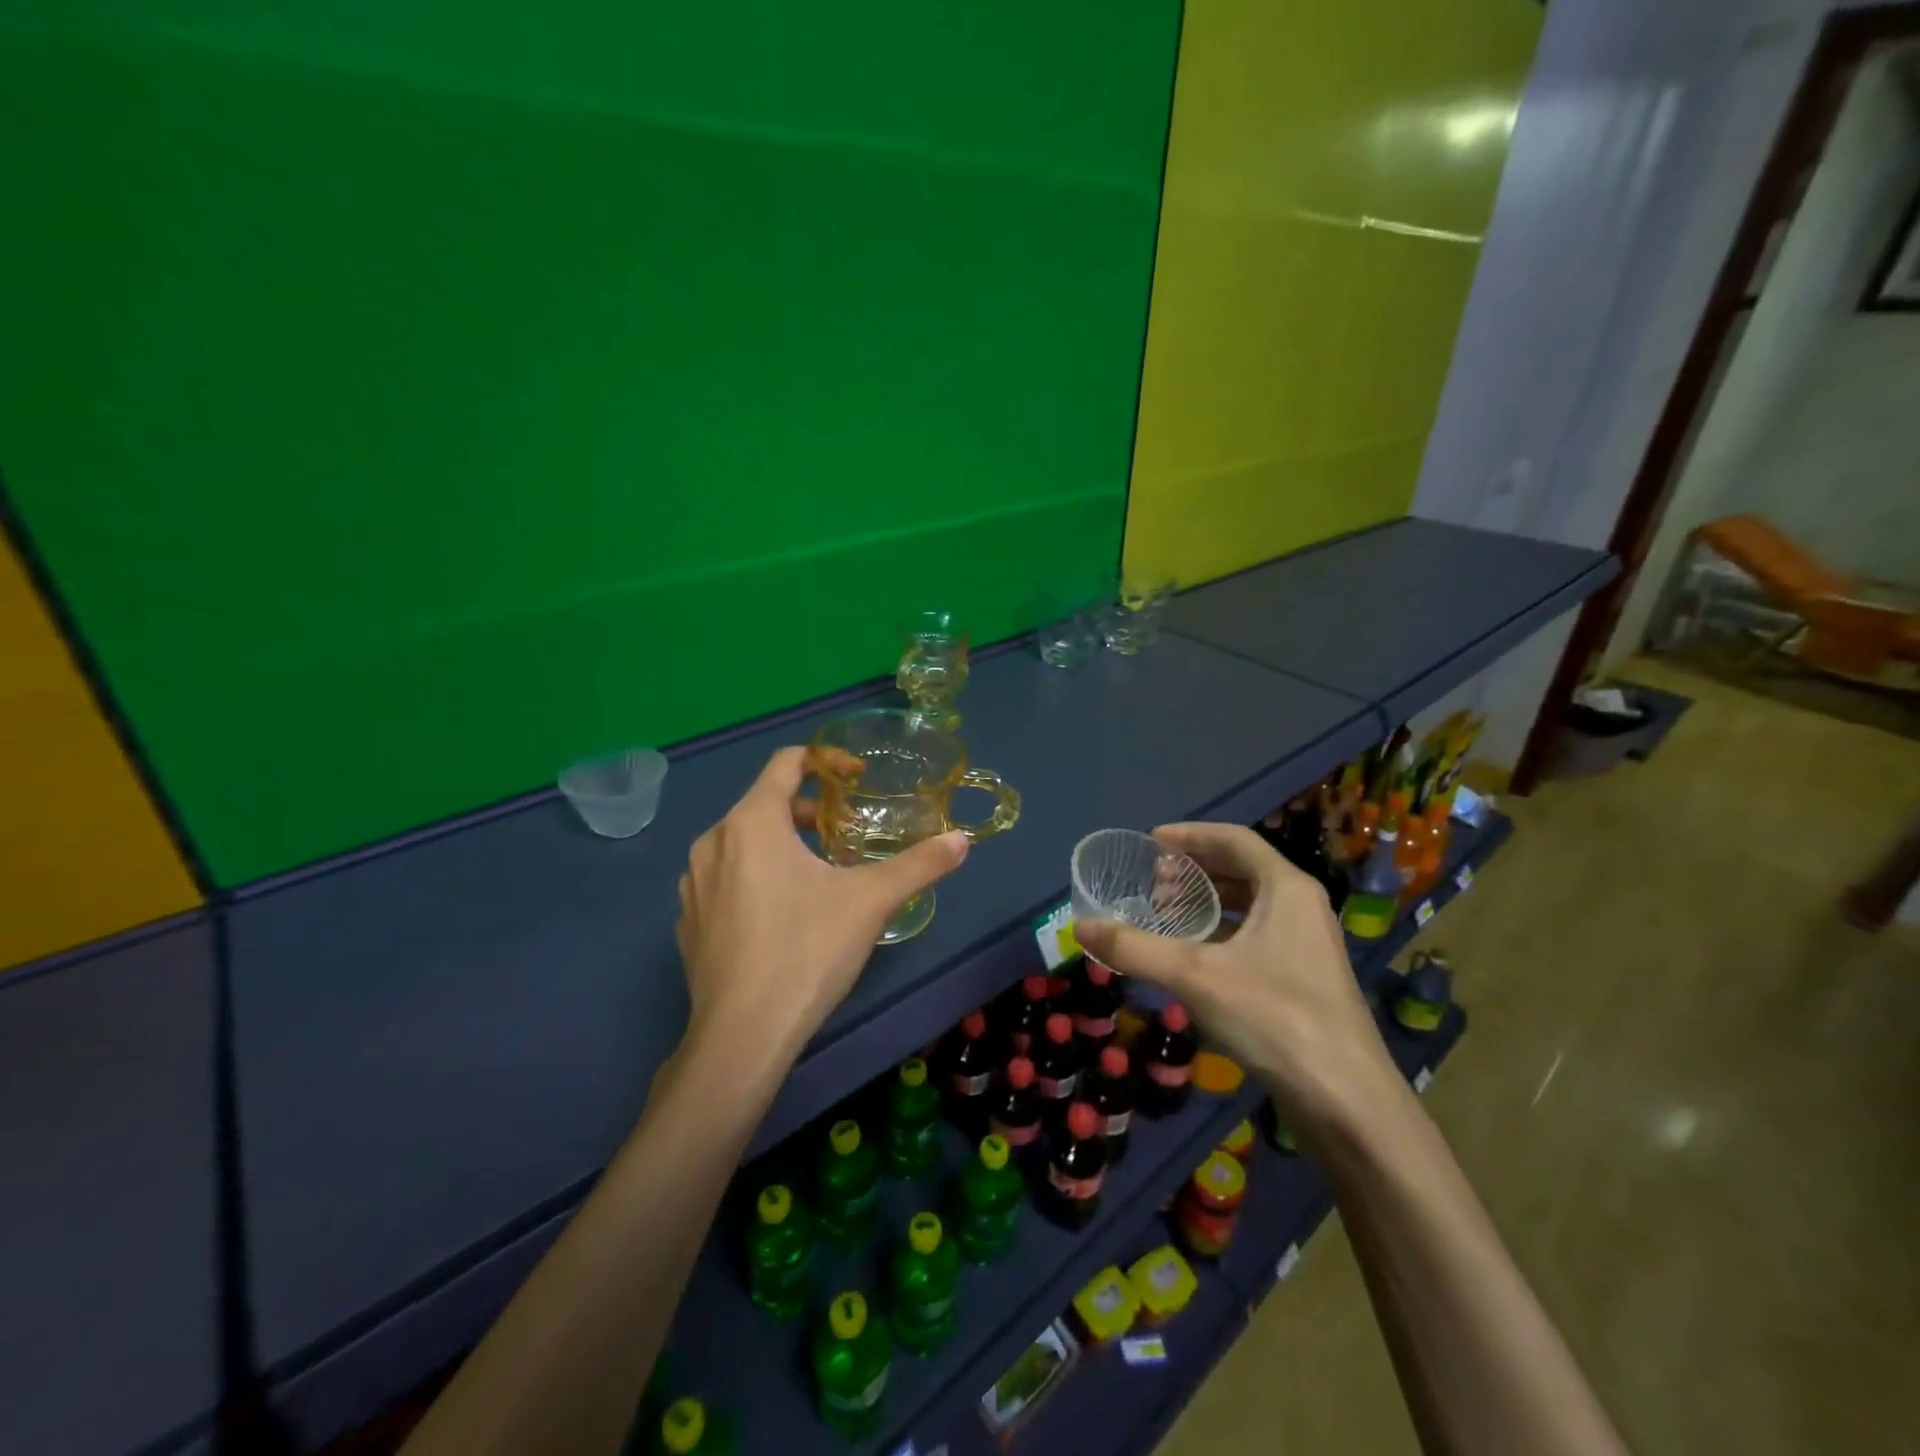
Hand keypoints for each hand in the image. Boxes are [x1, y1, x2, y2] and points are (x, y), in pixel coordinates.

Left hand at [675, 747, 967, 1059]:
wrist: (742, 1036)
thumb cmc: (807, 951)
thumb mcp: (872, 901)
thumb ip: (919, 864)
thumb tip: (961, 840)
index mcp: (751, 823)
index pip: (785, 762)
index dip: (825, 759)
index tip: (856, 777)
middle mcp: (713, 842)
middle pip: (764, 803)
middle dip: (808, 810)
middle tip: (844, 834)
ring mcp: (693, 885)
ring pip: (743, 843)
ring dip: (782, 844)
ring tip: (818, 875)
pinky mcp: (688, 923)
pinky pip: (725, 880)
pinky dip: (755, 878)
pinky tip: (782, 917)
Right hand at [1074, 823, 1401, 1148]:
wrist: (1346, 1100)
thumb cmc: (1274, 1017)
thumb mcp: (1194, 976)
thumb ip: (1134, 948)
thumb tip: (1080, 927)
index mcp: (1287, 889)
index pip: (1235, 840)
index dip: (1191, 835)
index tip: (1150, 841)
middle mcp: (1301, 907)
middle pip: (1242, 869)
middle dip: (1194, 870)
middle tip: (1151, 882)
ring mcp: (1305, 944)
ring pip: (1248, 905)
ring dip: (1206, 902)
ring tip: (1164, 913)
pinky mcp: (1302, 978)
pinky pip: (1254, 935)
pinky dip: (1219, 933)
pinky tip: (1190, 954)